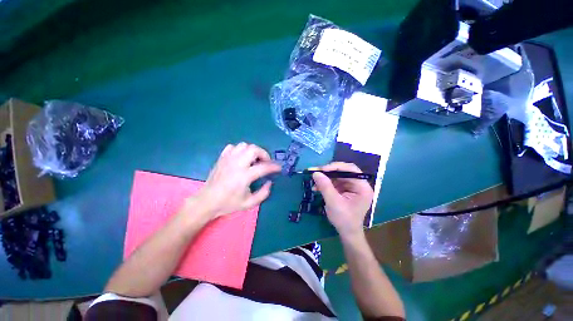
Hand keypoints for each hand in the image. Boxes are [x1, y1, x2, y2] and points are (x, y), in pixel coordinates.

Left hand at [190, 143, 280, 220]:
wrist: (207, 201)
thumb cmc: (228, 203)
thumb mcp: (249, 203)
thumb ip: (263, 194)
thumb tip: (269, 182)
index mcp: (244, 176)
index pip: (263, 167)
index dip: (274, 167)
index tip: (278, 168)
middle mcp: (237, 164)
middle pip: (253, 149)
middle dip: (263, 154)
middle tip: (265, 162)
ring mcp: (228, 159)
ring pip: (244, 145)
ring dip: (252, 151)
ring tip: (253, 160)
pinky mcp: (221, 158)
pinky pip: (233, 147)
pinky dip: (240, 150)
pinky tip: (241, 158)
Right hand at [312, 162, 373, 237]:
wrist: (347, 233)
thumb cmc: (344, 219)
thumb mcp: (333, 202)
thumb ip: (325, 186)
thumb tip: (315, 173)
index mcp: (362, 187)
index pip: (351, 169)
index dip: (336, 167)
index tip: (322, 169)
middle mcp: (359, 184)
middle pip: (343, 171)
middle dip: (328, 172)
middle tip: (315, 172)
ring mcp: (352, 187)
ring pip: (337, 176)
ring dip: (325, 178)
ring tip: (314, 181)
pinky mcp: (345, 190)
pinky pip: (335, 182)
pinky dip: (325, 184)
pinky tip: (317, 187)